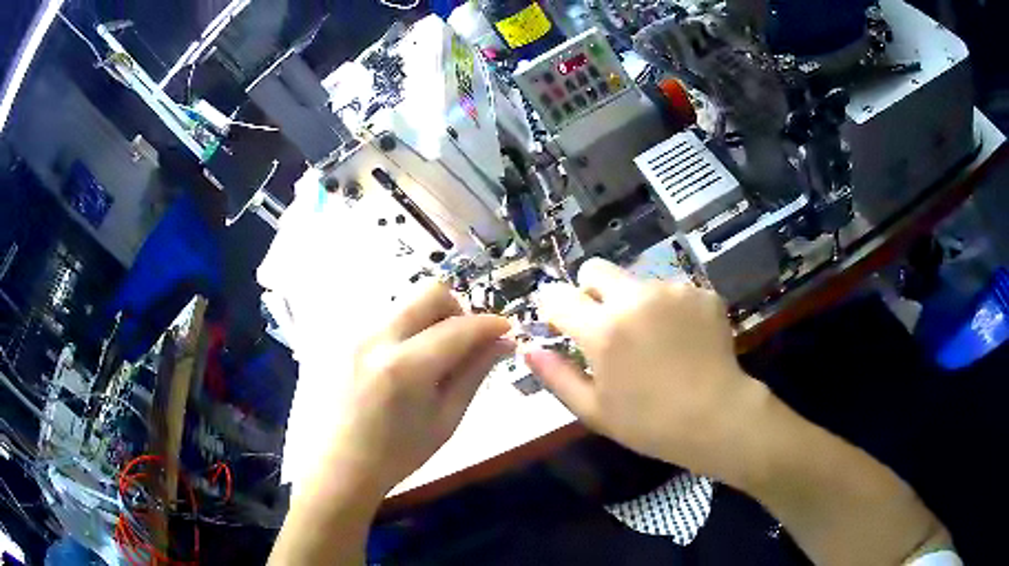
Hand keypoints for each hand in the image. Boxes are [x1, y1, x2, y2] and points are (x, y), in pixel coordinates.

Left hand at [316, 282, 513, 499]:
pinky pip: (383, 318)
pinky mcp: (341, 337)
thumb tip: (503, 342)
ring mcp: (353, 333)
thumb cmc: (396, 455)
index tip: (506, 330)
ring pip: (405, 303)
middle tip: (464, 341)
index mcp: (406, 367)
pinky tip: (401, 363)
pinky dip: (405, 330)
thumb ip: (474, 374)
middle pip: (430, 292)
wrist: (337, 466)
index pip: (459, 327)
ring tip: (430, 357)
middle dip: (457, 309)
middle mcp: (376, 338)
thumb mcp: (445, 421)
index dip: (489, 324)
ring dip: (429, 319)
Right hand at [527, 258, 758, 481]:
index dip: (552, 306)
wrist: (717, 417)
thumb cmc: (648, 423)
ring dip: (635, 303)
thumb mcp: (593, 409)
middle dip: (591, 291)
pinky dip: (669, 309)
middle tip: (607, 326)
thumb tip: (528, 347)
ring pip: (637, 282)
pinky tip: (683, 339)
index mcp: (603, 330)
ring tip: (655, 340)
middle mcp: (635, 299)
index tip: (559, 321)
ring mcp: (672, 291)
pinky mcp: (700, 293)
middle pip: (596, 269)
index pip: (558, 295)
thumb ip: (555, 375)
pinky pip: (671, 291)